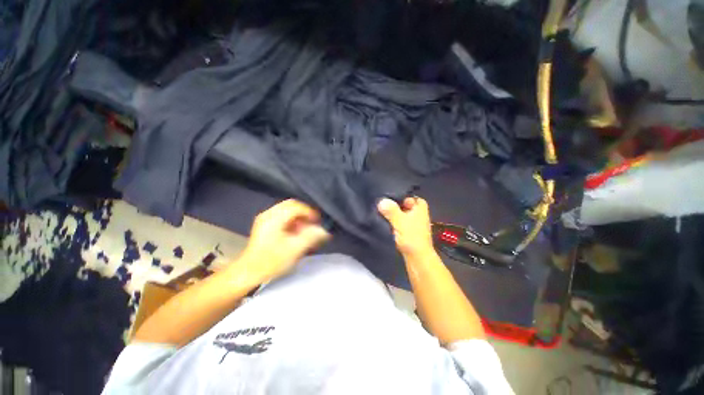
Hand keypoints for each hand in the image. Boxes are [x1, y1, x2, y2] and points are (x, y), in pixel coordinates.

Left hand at [238, 199, 330, 283]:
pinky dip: (292, 220)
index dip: (310, 212)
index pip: (296, 206)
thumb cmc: (271, 261)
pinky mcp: (264, 224)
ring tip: (306, 228)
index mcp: (274, 218)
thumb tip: (324, 230)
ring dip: (299, 217)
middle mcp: (268, 214)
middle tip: (313, 223)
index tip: (318, 221)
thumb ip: (311, 237)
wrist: (248, 272)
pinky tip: (296, 231)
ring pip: (287, 209)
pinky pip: (282, 215)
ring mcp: (265, 218)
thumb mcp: (294, 249)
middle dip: (304, 213)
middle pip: (291, 205)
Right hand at [378, 197, 434, 258]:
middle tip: (381, 204)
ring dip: (393, 215)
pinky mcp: (409, 231)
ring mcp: (414, 223)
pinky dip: (394, 222)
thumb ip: (390, 210)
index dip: (399, 195)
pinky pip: (400, 222)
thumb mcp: (399, 220)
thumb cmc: (411, 236)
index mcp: (420, 207)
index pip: (409, 195)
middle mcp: (418, 213)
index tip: (387, 196)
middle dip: (394, 205)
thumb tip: (381, 201)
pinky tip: (384, 222)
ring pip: (401, 214)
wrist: (417, 258)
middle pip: (404, 205)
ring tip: (380, 212)